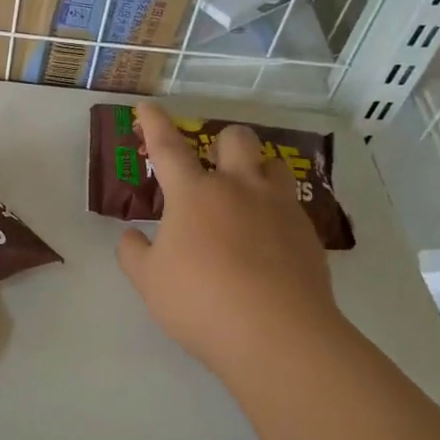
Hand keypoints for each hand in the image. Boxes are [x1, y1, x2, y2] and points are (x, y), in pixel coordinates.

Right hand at [116, 103, 342, 390]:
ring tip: (246, 197)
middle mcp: (239, 188)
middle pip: (236, 139)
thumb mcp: (150, 282)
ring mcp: (279, 207)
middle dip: (222, 142)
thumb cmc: (200, 302)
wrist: (276, 333)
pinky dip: (276, 212)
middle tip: (212, 167)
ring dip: (257, 170)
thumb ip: (134, 253)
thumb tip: (132, 236)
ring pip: (273, 164)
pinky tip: (269, 242)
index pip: (168, 148)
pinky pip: (292, 205)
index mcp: (194, 195)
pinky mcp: (307, 233)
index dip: (154, 124)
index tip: (146, 106)